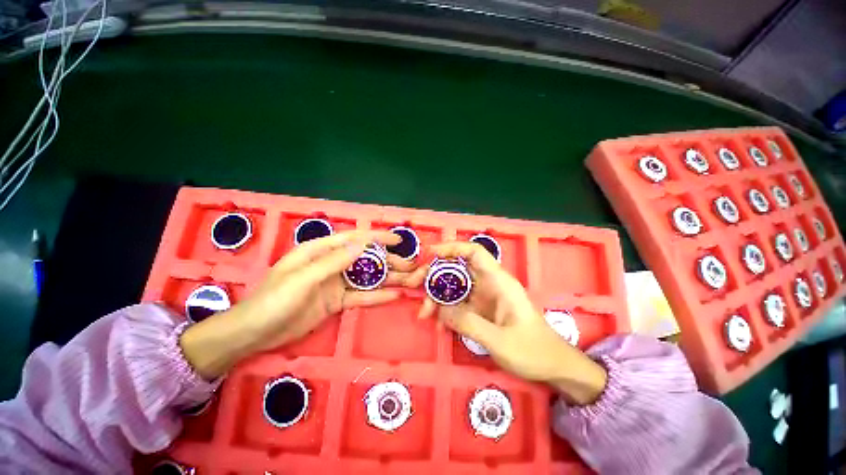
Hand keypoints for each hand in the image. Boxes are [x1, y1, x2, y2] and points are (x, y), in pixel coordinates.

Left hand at [181, 230, 413, 378]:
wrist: (255, 334)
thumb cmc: (273, 300)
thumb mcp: (302, 279)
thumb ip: (333, 261)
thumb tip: (362, 244)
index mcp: (320, 251)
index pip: (354, 239)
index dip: (377, 238)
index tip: (398, 241)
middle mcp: (331, 263)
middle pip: (365, 259)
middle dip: (387, 261)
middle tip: (409, 266)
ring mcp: (336, 283)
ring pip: (366, 278)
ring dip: (386, 279)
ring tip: (408, 280)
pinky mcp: (337, 301)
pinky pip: (360, 296)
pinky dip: (376, 296)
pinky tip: (393, 296)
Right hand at [419, 242, 607, 404]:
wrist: (552, 366)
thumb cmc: (532, 350)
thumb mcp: (499, 340)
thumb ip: (468, 323)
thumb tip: (440, 309)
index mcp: (498, 282)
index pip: (474, 253)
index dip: (452, 248)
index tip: (430, 254)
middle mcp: (488, 284)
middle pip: (457, 268)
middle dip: (434, 273)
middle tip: (414, 284)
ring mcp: (482, 297)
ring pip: (453, 286)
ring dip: (436, 296)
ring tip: (424, 314)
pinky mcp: (479, 310)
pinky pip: (456, 303)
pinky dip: (444, 310)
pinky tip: (437, 323)